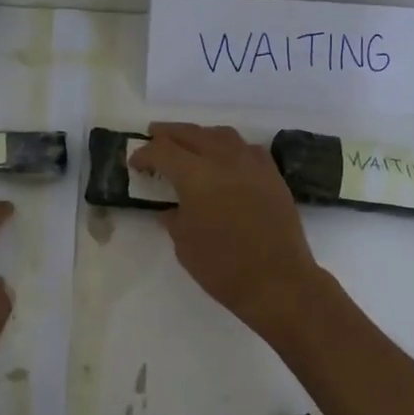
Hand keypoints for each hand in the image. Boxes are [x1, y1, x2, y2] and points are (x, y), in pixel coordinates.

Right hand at [129, 124, 330, 337]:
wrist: (278, 280)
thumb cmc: (223, 267)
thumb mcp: (184, 245)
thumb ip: (174, 219)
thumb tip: (171, 209)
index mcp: (195, 175)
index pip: (162, 151)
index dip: (144, 154)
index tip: (135, 163)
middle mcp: (224, 159)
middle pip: (191, 134)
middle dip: (169, 134)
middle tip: (154, 137)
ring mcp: (252, 164)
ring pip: (222, 135)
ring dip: (200, 135)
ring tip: (190, 144)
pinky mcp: (273, 176)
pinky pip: (248, 149)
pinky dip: (231, 148)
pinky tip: (227, 160)